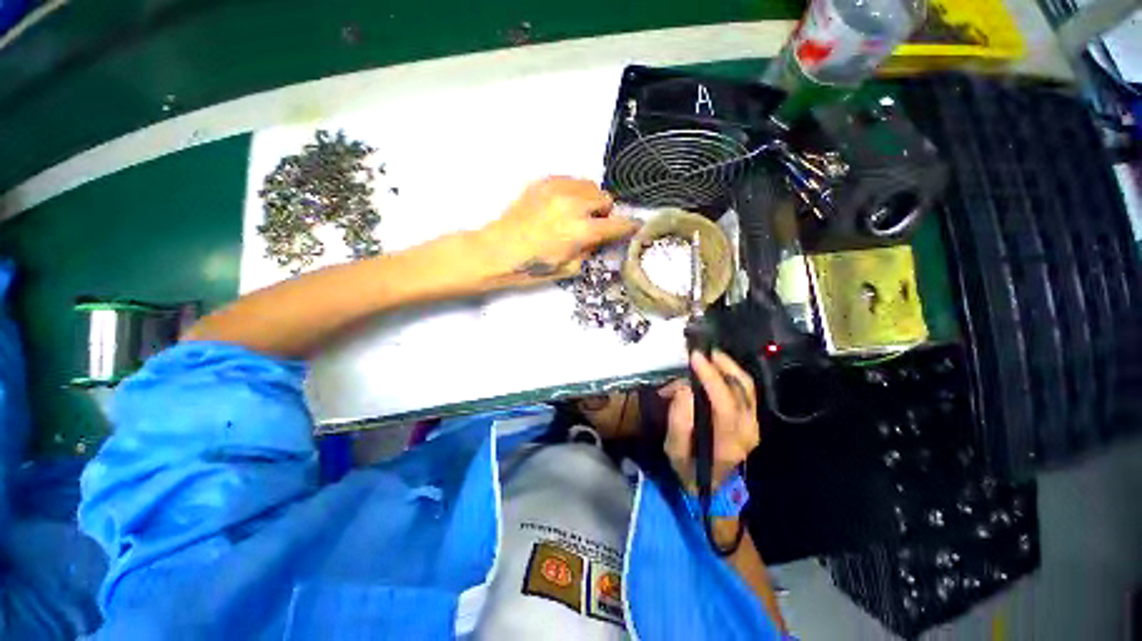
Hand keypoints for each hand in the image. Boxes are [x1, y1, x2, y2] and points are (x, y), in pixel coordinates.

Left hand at [481, 177, 639, 279]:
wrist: (497, 251)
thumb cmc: (532, 267)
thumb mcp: (569, 269)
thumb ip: (590, 251)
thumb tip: (599, 237)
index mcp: (581, 231)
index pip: (617, 224)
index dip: (629, 227)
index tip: (633, 227)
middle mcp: (573, 204)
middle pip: (605, 198)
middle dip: (604, 213)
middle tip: (591, 225)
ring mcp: (557, 189)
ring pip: (589, 185)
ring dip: (589, 200)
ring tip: (575, 214)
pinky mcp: (542, 182)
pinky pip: (569, 180)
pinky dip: (572, 192)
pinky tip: (560, 206)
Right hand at [659, 350, 760, 493]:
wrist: (709, 484)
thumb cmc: (688, 467)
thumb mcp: (674, 451)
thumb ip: (679, 423)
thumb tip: (685, 389)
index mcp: (729, 443)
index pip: (725, 404)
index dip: (711, 378)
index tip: (694, 357)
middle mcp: (748, 431)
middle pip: (742, 389)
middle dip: (720, 364)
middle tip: (698, 350)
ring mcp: (754, 423)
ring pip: (746, 385)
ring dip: (727, 364)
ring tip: (706, 353)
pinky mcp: (751, 417)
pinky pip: (745, 387)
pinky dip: (731, 371)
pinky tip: (715, 364)